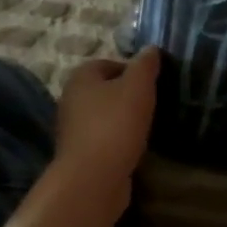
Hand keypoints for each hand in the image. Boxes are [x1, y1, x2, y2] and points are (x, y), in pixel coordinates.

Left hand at [53, 48, 158, 218]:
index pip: (109, 63)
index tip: (154, 83)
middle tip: (154, 103)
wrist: (94, 177)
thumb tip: (151, 49)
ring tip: (149, 126)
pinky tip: (136, 147)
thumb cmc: (115, 124)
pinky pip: (104, 138)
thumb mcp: (138, 87)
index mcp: (81, 77)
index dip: (133, 70)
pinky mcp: (81, 153)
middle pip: (106, 90)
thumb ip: (145, 65)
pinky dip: (120, 140)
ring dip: (125, 119)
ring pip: (105, 115)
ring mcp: (73, 128)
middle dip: (129, 95)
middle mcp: (71, 99)